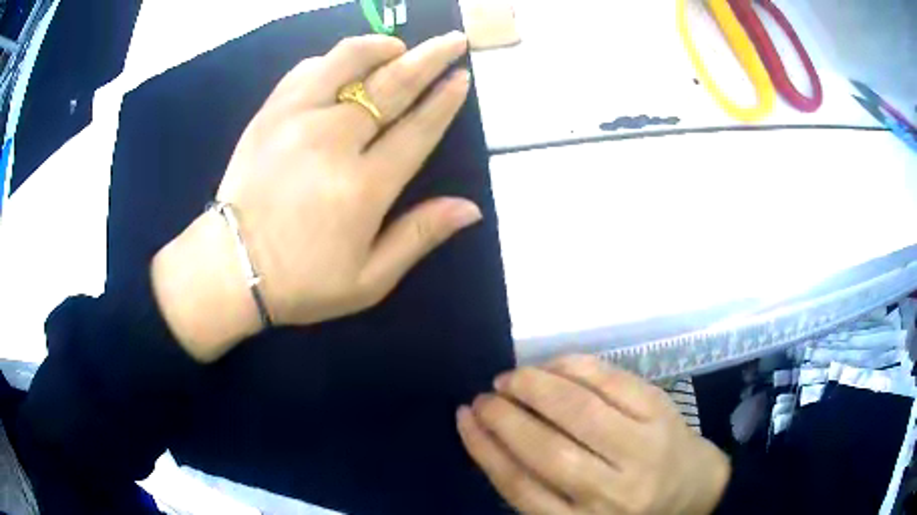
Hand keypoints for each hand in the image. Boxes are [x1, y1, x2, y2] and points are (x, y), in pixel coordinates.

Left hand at [152, 32, 478, 361]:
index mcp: (363, 187)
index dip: (445, 100)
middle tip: (453, 40)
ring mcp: (295, 120)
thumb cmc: (302, 281)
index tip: (463, 76)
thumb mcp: (369, 280)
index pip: (417, 129)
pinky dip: (331, 60)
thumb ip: (419, 236)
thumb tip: (471, 208)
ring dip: (379, 47)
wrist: (230, 269)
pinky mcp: (268, 115)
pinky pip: (305, 71)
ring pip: (345, 62)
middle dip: (430, 58)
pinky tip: (344, 64)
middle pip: (391, 85)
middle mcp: (332, 142)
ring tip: (398, 46)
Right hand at [457, 355, 729, 514]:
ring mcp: (642, 449)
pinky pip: (613, 382)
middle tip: (485, 397)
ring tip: (511, 378)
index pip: (521, 487)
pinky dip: (576, 367)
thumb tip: (492, 439)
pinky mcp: (662, 413)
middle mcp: (612, 493)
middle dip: (506, 417)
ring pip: (579, 411)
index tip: (464, 419)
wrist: (693, 489)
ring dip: (536, 387)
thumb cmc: (628, 509)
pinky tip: (553, 365)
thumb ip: (539, 489)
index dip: (486, 448)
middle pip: (547, 450)